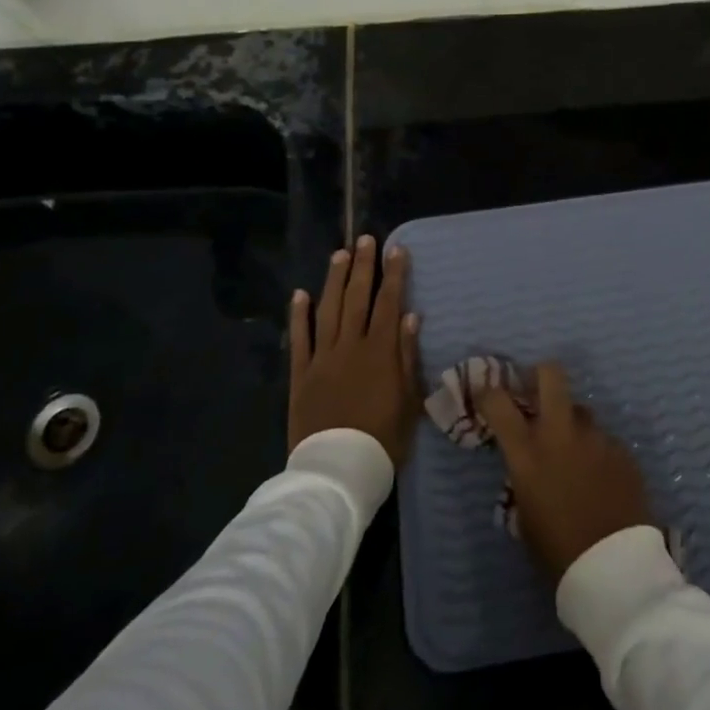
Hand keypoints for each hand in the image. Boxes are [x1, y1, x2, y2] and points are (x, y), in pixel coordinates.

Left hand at [288, 236, 421, 464]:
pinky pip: (300, 339)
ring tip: (339, 254)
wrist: (338, 470)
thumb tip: (410, 316)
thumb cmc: (383, 438)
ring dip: (334, 280)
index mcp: (380, 351)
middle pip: (357, 298)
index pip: (389, 302)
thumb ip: (407, 356)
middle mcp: (350, 345)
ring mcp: (322, 358)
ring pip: (328, 309)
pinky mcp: (301, 374)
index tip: (396, 249)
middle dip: (363, 266)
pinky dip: (299, 315)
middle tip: (365, 239)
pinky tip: (300, 294)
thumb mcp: (409, 400)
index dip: (394, 274)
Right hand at [476, 363, 653, 578]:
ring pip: (581, 411)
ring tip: (576, 456)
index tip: (487, 395)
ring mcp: (595, 438)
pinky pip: (604, 440)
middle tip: (536, 392)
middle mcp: (561, 433)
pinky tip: (601, 480)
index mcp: (528, 452)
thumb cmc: (558, 551)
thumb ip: (524, 479)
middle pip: (551, 375)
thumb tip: (529, 465)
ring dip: (573, 425)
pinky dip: (597, 452)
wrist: (614, 570)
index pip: (498, 401)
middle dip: (541, 375)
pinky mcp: (622, 450)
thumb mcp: (525, 515)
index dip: (489, 393)